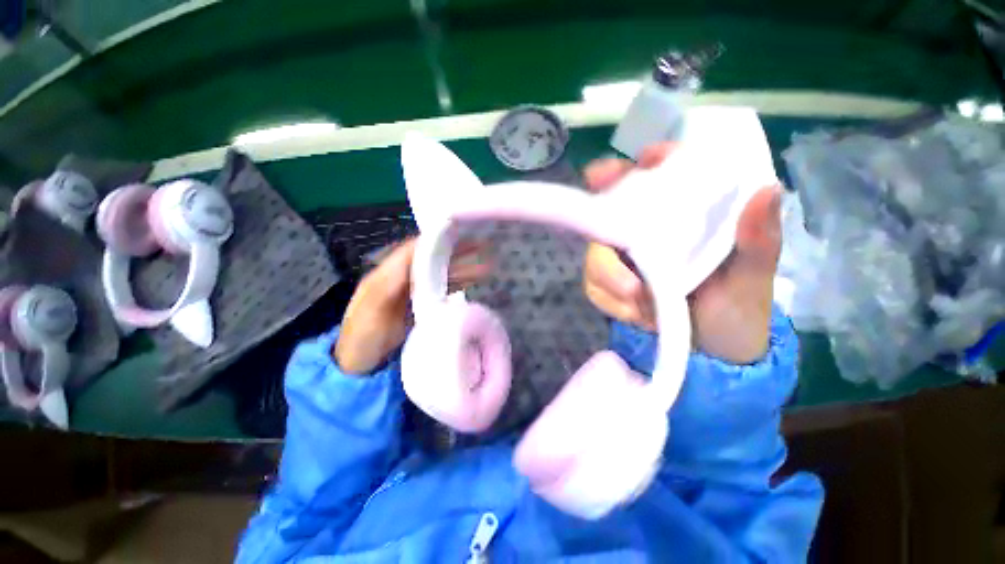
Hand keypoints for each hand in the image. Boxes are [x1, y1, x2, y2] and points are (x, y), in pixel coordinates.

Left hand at [335, 239, 490, 374]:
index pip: (414, 250)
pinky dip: (457, 284)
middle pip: (431, 261)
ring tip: (484, 267)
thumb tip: (415, 260)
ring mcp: (412, 294)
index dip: (435, 241)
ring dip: (461, 269)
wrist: (361, 368)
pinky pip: (441, 290)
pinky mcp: (420, 307)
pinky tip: (472, 282)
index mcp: (386, 275)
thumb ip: (392, 281)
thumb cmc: (362, 337)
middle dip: (455, 253)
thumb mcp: (371, 309)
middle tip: (480, 248)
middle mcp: (401, 279)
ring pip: (439, 275)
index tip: (459, 235)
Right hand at [582, 143, 782, 364]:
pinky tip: (632, 313)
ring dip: (608, 275)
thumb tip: (765, 192)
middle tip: (606, 233)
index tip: (637, 163)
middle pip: (610, 209)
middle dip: (601, 216)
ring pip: (595, 252)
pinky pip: (593, 284)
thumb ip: (757, 240)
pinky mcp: (611, 283)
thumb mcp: (752, 276)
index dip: (645, 164)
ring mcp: (625, 258)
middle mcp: (647, 231)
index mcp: (684, 217)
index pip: (661, 174)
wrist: (712, 351)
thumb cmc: (738, 308)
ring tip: (637, 301)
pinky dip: (608, 299)